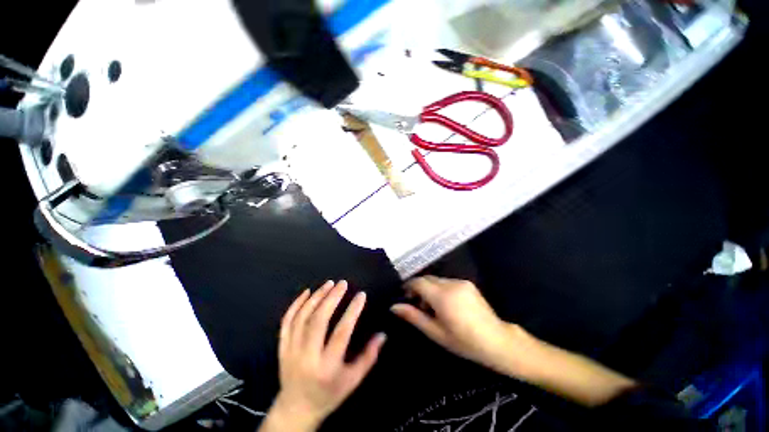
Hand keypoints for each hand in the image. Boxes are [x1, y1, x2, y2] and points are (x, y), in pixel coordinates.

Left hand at [262, 281, 385, 431]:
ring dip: (316, 297)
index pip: (341, 332)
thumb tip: (383, 334)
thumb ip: (369, 356)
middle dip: (332, 298)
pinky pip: (286, 322)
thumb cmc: (329, 394)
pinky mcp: (282, 347)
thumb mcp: (353, 380)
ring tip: (329, 284)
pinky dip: (296, 304)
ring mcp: (291, 351)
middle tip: (343, 283)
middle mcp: (307, 357)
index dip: (353, 311)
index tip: (361, 295)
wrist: (296, 409)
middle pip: (318, 320)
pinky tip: (306, 292)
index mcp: (327, 367)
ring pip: (302, 317)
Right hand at [391, 276, 520, 372]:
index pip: (418, 282)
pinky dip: (441, 289)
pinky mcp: (468, 283)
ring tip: (433, 308)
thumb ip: (414, 317)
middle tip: (418, 305)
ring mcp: (461, 282)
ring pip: (437, 280)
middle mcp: (451, 284)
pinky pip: (447, 282)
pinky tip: (446, 305)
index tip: (405, 297)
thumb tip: (394, 307)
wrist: (497, 341)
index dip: (408, 287)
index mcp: (442, 296)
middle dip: (419, 288)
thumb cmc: (464, 342)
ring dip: (430, 289)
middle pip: (427, 279)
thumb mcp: (436, 332)